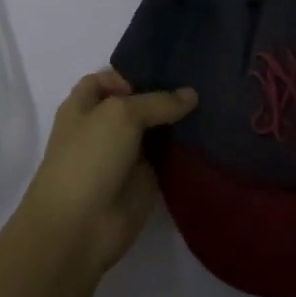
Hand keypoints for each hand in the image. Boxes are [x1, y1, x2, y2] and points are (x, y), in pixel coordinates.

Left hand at [19, 68, 196, 279]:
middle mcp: (104, 126)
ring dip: (178, 122)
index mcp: (84, 104)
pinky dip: (184, 149)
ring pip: (155, 130)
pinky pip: (167, 158)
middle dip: (164, 94)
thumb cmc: (89, 158)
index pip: (111, 78)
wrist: (80, 227)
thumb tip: (191, 94)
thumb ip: (157, 101)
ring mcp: (125, 154)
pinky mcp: (144, 180)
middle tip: (203, 80)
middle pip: (138, 103)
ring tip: (215, 102)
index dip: (134, 73)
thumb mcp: (121, 114)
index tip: (169, 69)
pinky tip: (210, 135)